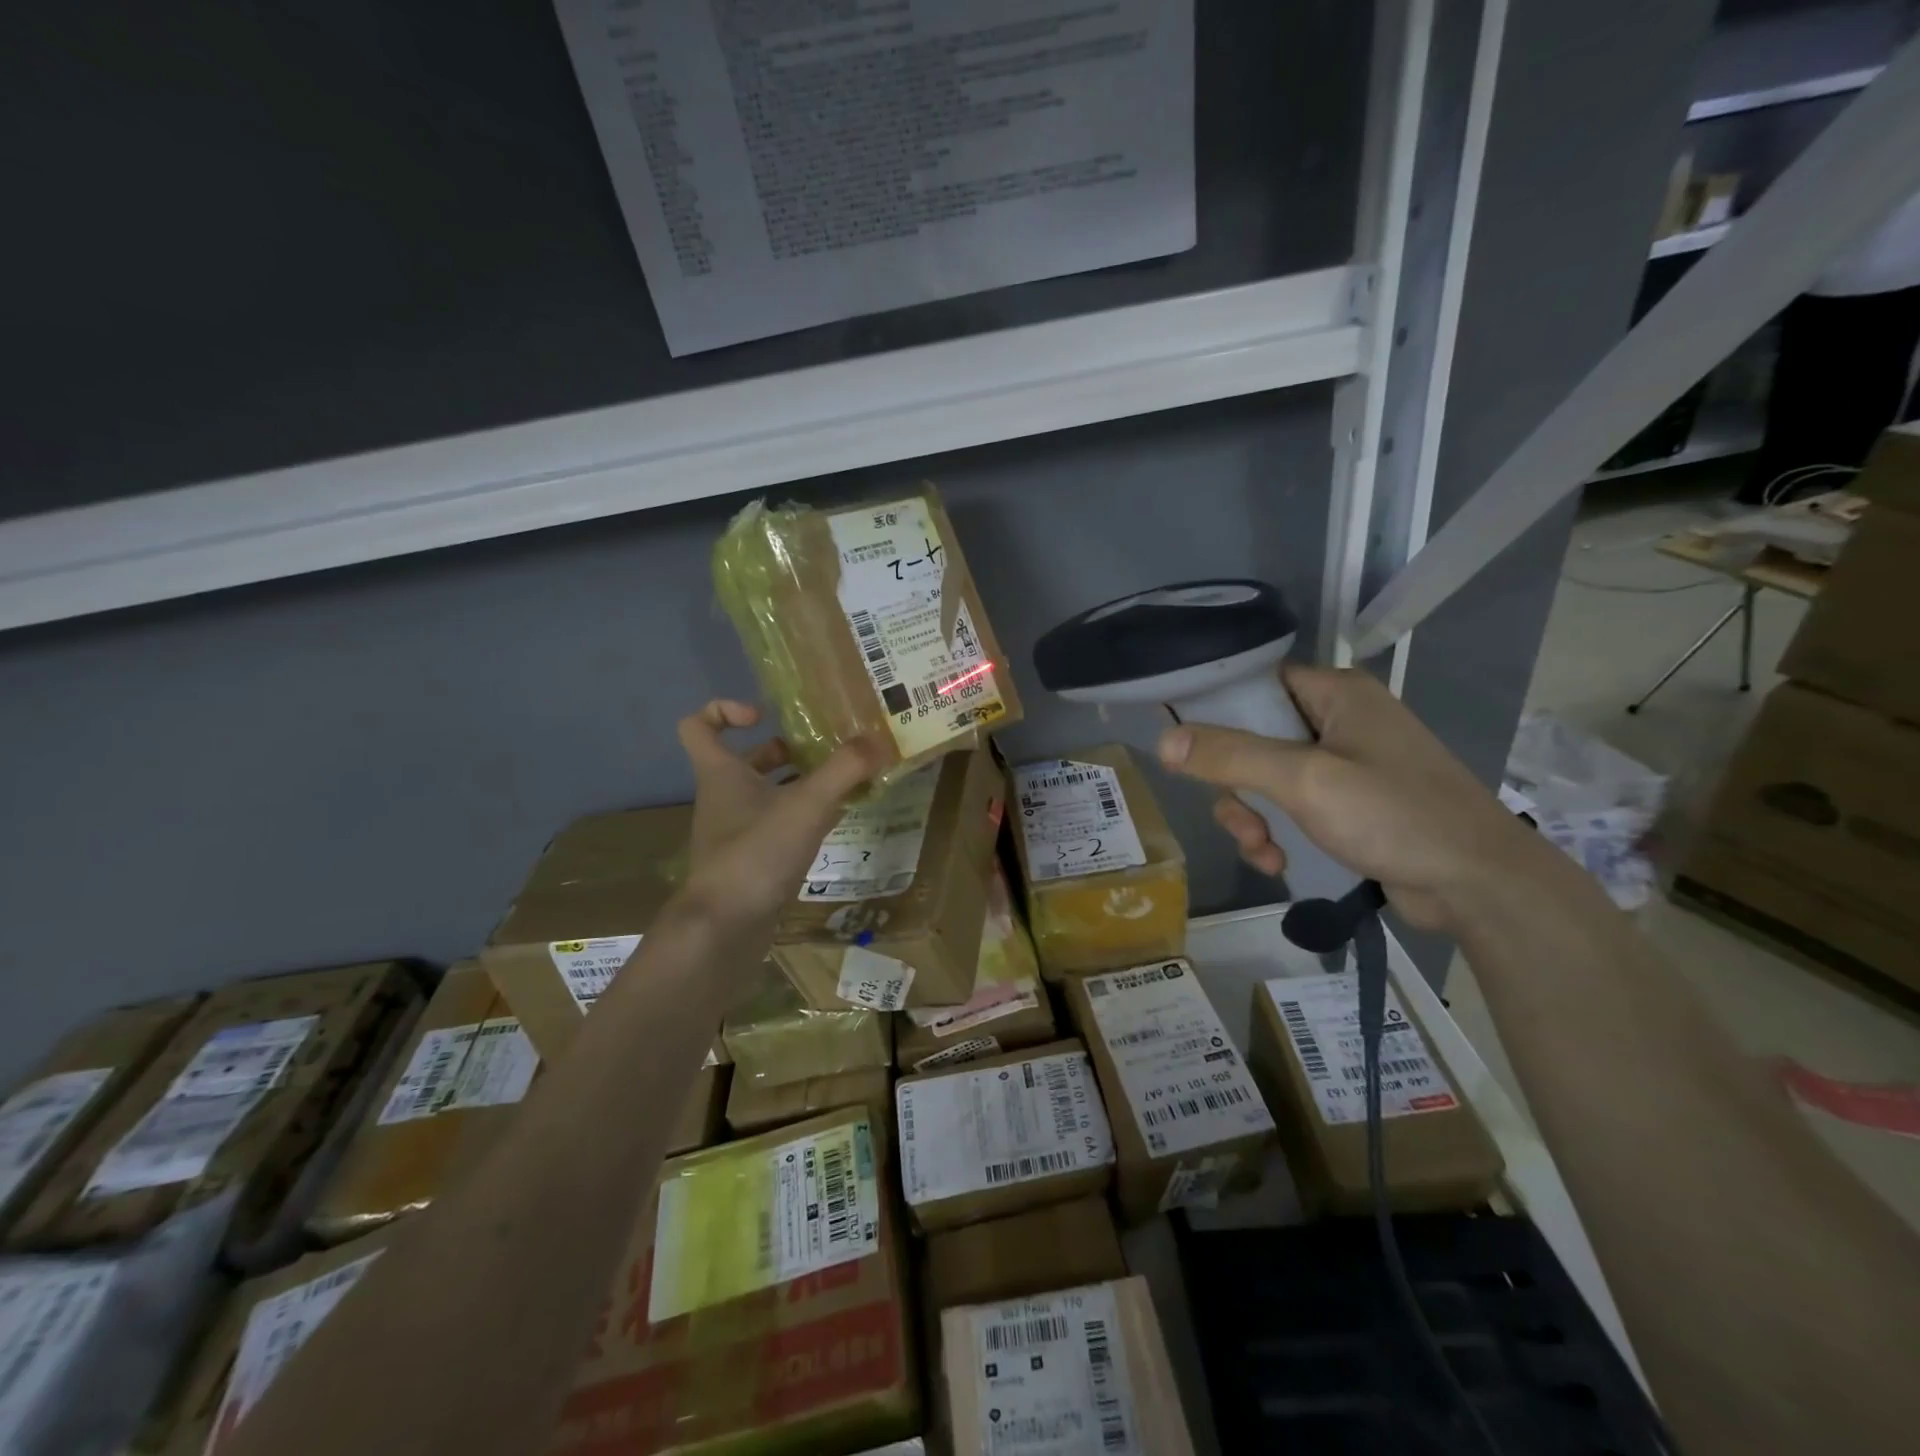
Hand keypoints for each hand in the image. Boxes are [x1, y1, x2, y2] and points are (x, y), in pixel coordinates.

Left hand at [675, 700, 882, 936]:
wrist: (724, 929)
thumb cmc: (755, 854)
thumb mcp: (805, 805)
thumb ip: (844, 770)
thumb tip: (879, 739)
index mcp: (721, 774)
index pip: (699, 726)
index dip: (726, 710)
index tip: (765, 715)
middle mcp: (724, 798)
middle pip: (745, 760)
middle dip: (783, 751)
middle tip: (822, 750)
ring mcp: (736, 832)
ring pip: (765, 795)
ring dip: (798, 785)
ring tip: (841, 782)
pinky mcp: (752, 861)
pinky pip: (778, 827)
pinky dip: (804, 818)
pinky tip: (836, 822)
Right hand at [1157, 665, 1541, 929]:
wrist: (1479, 885)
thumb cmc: (1394, 814)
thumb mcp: (1304, 780)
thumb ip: (1231, 756)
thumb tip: (1164, 741)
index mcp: (1337, 695)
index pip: (1257, 682)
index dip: (1217, 708)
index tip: (1185, 742)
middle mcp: (1340, 722)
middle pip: (1255, 738)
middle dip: (1236, 785)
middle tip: (1240, 819)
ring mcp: (1347, 766)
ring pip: (1268, 780)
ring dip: (1253, 817)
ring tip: (1263, 850)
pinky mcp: (1352, 806)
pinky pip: (1292, 808)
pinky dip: (1278, 834)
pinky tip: (1280, 863)